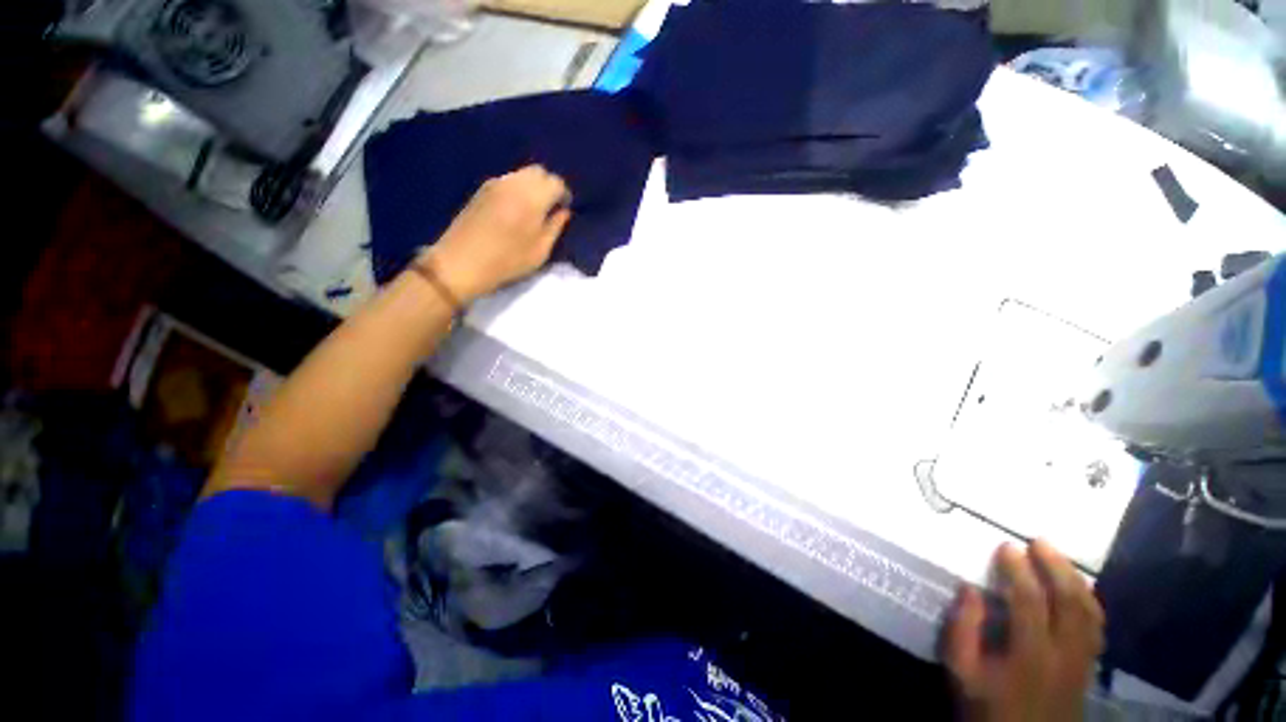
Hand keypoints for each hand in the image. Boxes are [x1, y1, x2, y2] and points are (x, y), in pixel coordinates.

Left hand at [423, 165, 571, 302]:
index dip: (564, 195)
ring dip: (533, 187)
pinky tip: (515, 210)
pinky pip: (508, 181)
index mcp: (532, 198)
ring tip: (533, 210)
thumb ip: (555, 227)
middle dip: (549, 186)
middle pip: (539, 172)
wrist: (461, 262)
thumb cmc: (506, 261)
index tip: (564, 211)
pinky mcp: (481, 190)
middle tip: (550, 208)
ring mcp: (495, 184)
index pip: (556, 183)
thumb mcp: (540, 251)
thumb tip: (563, 212)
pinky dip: (518, 189)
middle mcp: (514, 183)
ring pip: (522, 174)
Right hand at [944, 540, 1104, 721]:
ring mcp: (1082, 662)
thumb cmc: (987, 708)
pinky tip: (1080, 592)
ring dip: (1076, 581)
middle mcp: (1064, 654)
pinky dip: (1090, 603)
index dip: (1018, 570)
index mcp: (1030, 654)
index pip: (1029, 600)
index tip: (1006, 546)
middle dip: (1056, 567)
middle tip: (1039, 542)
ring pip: (1089, 613)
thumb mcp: (961, 673)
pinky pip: (1096, 628)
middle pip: (1069, 602)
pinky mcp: (1088, 669)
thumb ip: (963, 630)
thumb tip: (970, 589)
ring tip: (1060, 559)